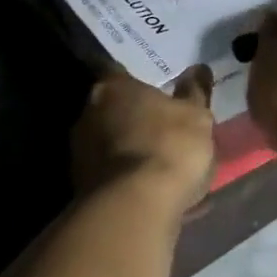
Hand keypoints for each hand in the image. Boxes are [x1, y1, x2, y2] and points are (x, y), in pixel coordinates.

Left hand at [70, 65, 215, 214]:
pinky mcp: (80, 186)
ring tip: (159, 168)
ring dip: (130, 152)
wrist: (135, 207)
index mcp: (112, 87)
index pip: (120, 74)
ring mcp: (79, 152)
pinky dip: (128, 180)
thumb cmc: (169, 148)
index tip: (156, 95)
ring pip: (110, 145)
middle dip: (133, 119)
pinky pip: (112, 176)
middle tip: (161, 131)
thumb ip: (195, 93)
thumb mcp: (196, 117)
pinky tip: (151, 193)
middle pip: (112, 110)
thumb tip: (198, 69)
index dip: (139, 84)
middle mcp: (87, 113)